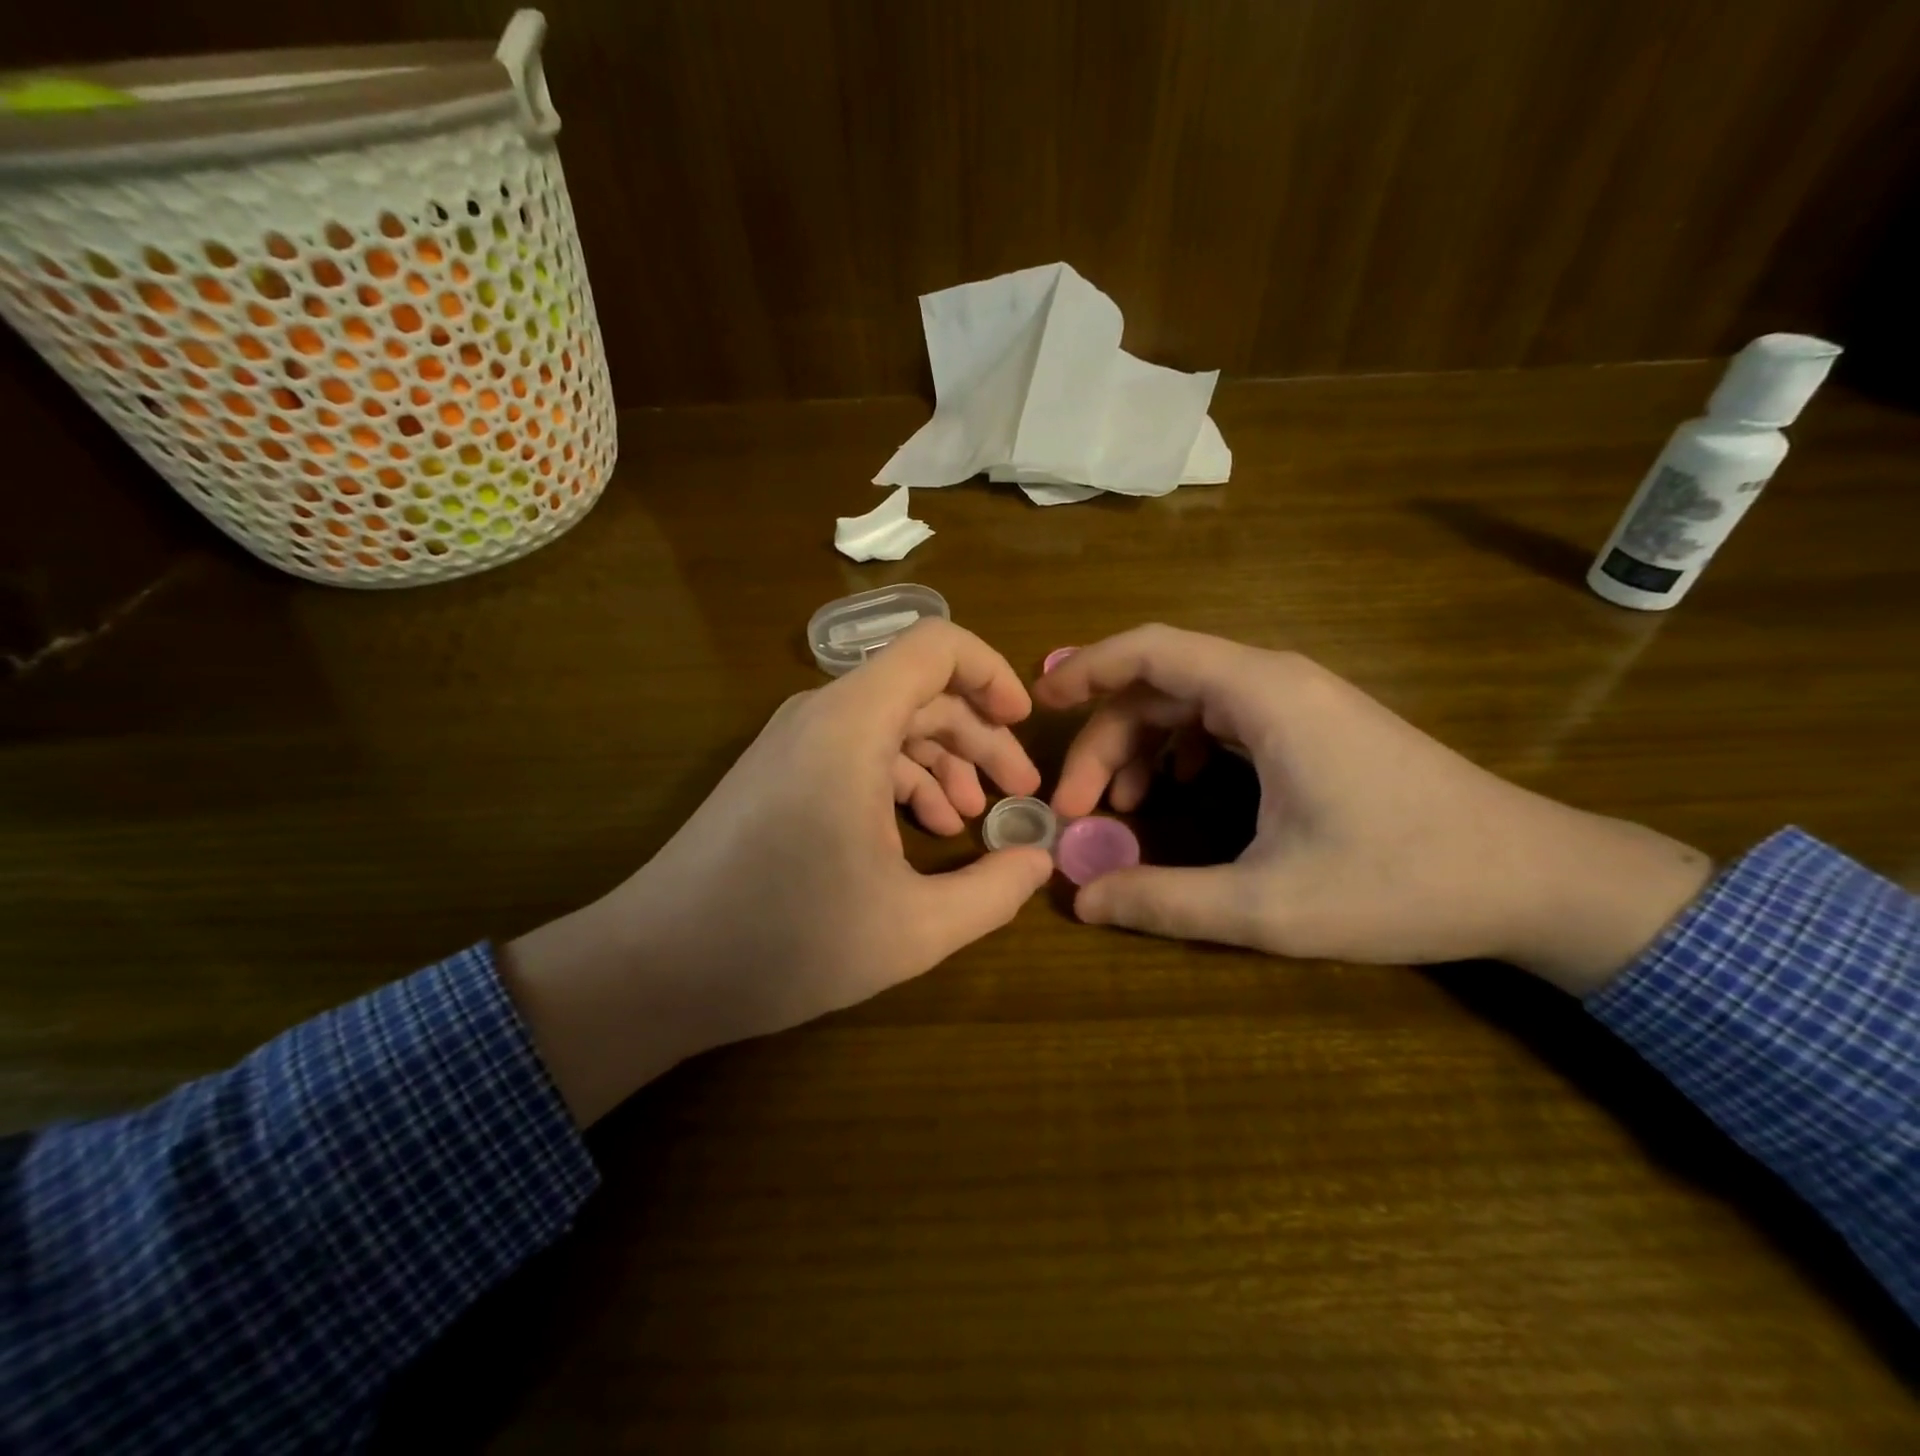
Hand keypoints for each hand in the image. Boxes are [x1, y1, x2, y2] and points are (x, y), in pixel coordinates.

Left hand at [503, 620, 1052, 1124]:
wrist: (655, 968)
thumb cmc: (786, 941)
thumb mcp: (912, 929)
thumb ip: (993, 892)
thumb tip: (1040, 860)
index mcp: (851, 725)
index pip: (937, 646)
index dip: (992, 673)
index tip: (1026, 725)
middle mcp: (820, 716)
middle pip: (920, 692)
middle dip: (980, 737)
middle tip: (1020, 793)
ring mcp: (793, 743)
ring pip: (889, 725)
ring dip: (942, 763)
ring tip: (974, 818)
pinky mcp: (778, 773)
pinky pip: (855, 752)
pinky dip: (899, 781)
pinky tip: (920, 835)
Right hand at [1034, 626, 1712, 995]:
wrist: (1534, 878)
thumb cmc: (1403, 882)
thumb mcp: (1269, 906)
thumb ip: (1164, 901)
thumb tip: (1081, 901)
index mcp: (1263, 697)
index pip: (1150, 651)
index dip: (1085, 668)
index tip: (1037, 703)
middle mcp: (1275, 682)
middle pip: (1158, 685)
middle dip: (1104, 740)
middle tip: (1075, 810)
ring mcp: (1297, 702)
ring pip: (1187, 703)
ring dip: (1138, 748)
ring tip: (1116, 810)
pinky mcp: (1311, 726)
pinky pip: (1220, 721)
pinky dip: (1179, 751)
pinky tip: (1174, 794)